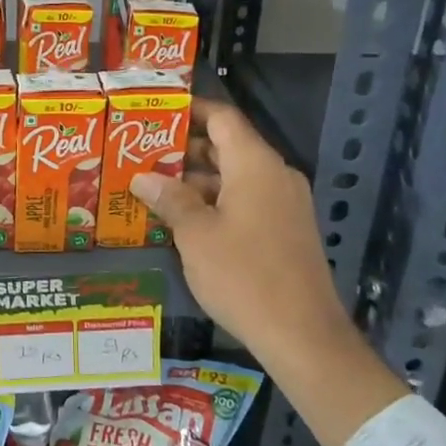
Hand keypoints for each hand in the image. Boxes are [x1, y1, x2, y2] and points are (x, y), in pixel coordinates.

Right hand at [129, 101, 347, 363]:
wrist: (303, 335)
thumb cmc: (243, 276)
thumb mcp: (195, 235)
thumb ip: (169, 199)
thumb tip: (143, 177)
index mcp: (255, 164)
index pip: (222, 118)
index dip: (190, 110)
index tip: (157, 114)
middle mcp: (275, 174)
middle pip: (228, 146)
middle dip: (186, 150)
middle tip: (143, 156)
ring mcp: (286, 203)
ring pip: (236, 176)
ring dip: (198, 180)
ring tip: (155, 190)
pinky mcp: (287, 229)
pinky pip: (248, 200)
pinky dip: (218, 202)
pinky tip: (186, 222)